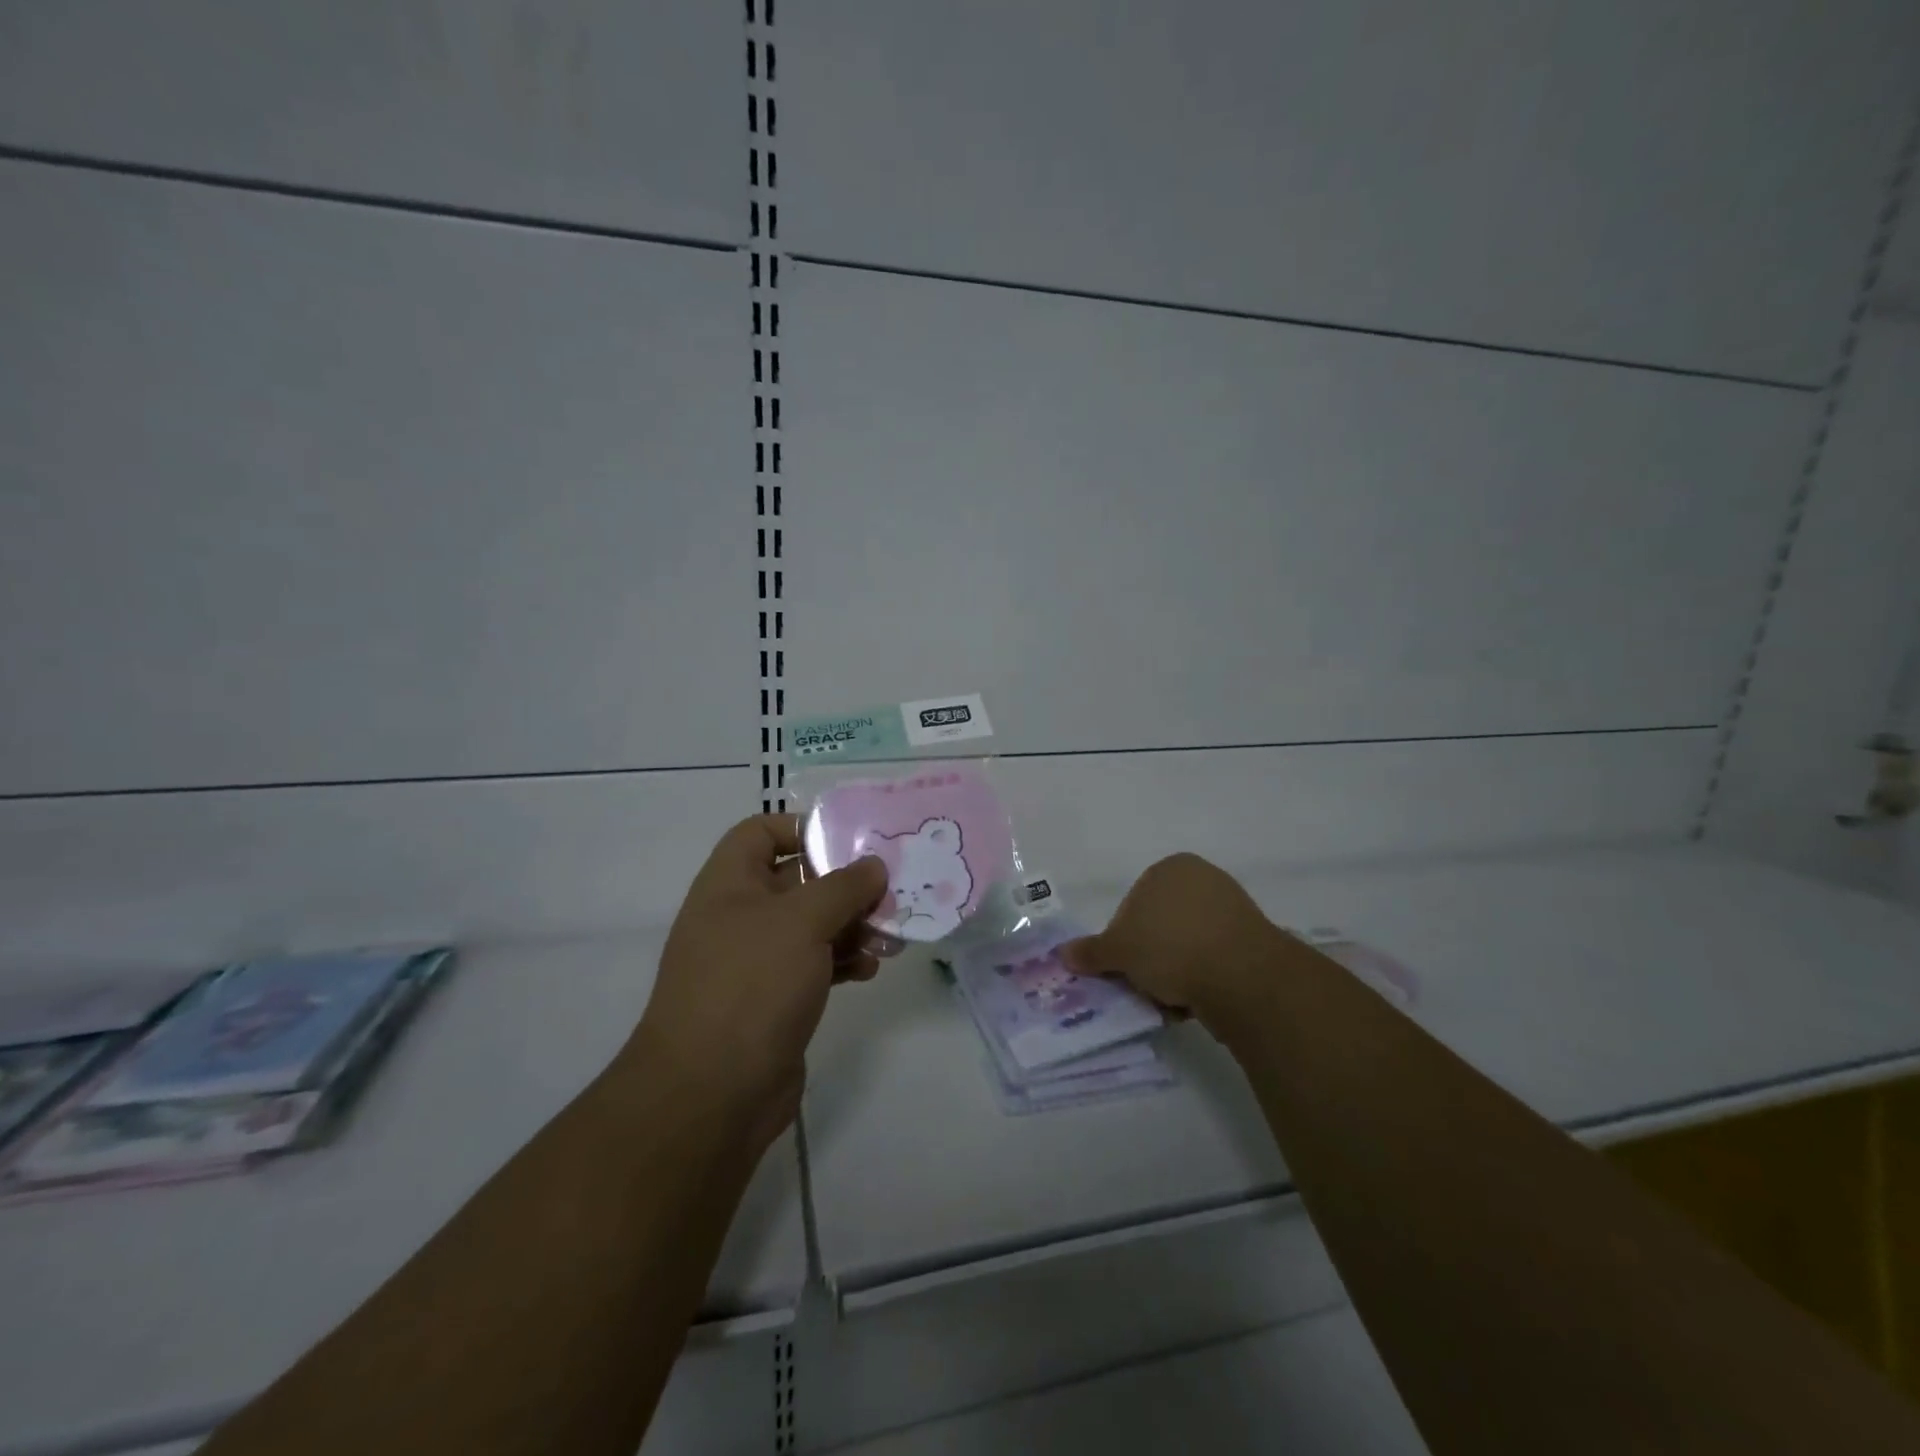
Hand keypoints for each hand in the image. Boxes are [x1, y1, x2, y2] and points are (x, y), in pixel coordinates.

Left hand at [619, 815, 886, 1154]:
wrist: (710, 1093)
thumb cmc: (751, 984)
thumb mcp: (802, 921)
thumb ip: (843, 886)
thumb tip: (873, 865)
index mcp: (730, 883)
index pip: (761, 831)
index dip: (803, 827)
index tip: (851, 841)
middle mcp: (740, 915)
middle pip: (798, 879)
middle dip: (845, 883)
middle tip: (890, 891)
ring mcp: (757, 960)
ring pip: (813, 925)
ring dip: (853, 925)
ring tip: (890, 936)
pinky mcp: (775, 999)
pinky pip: (816, 964)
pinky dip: (844, 961)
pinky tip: (871, 970)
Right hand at [1061, 853, 1299, 1028]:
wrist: (1242, 976)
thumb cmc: (1170, 946)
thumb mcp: (1119, 951)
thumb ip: (1091, 952)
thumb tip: (1062, 954)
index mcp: (1171, 868)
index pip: (1133, 904)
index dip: (1122, 939)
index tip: (1123, 967)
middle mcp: (1204, 879)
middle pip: (1160, 925)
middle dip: (1150, 957)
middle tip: (1142, 986)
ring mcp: (1233, 909)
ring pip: (1187, 946)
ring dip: (1175, 973)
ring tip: (1169, 1000)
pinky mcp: (1253, 941)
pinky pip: (1214, 961)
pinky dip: (1201, 979)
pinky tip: (1195, 1003)